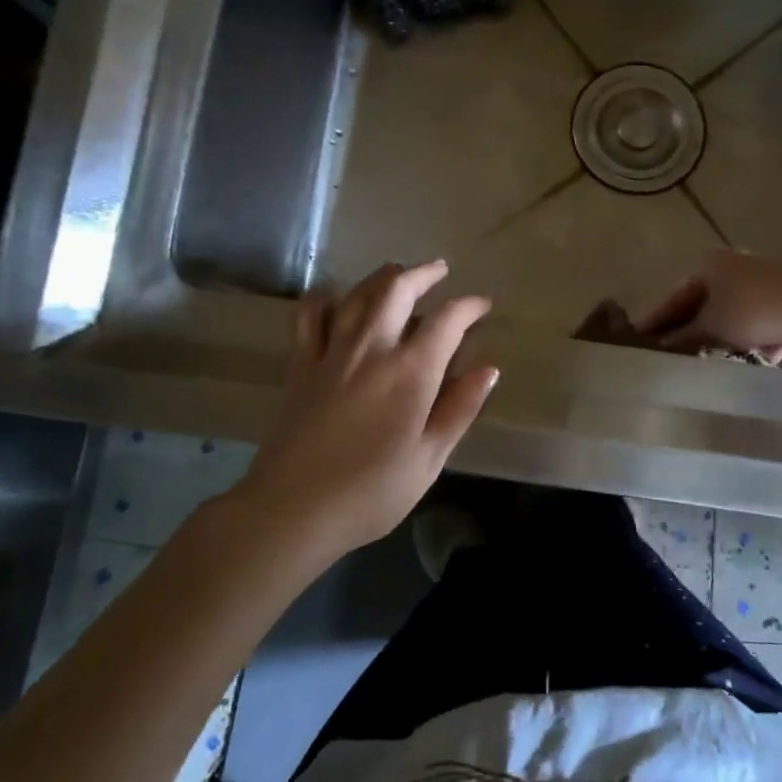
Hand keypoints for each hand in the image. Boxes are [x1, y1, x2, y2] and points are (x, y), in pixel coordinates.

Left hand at [236, 261, 497, 558]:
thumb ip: (459, 409)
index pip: (447, 321)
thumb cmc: (371, 492)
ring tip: (397, 274)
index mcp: (410, 373)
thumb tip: (488, 369)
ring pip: (356, 294)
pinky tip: (334, 299)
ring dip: (381, 277)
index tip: (482, 306)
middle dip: (423, 274)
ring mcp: (330, 353)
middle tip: (439, 271)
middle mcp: (371, 349)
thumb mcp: (429, 459)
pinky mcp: (300, 366)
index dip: (469, 307)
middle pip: (397, 290)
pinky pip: (308, 316)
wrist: (292, 510)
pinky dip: (324, 299)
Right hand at [636, 250, 781, 359]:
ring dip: (719, 340)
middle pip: (702, 306)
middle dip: (689, 332)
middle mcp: (733, 268)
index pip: (674, 296)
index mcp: (709, 265)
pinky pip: (756, 326)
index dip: (657, 319)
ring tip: (702, 365)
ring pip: (730, 317)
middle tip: (669, 356)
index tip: (638, 338)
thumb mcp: (712, 326)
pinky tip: (742, 363)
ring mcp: (761, 284)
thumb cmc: (754, 310)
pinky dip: (749, 342)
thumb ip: (685, 337)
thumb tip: (663, 347)